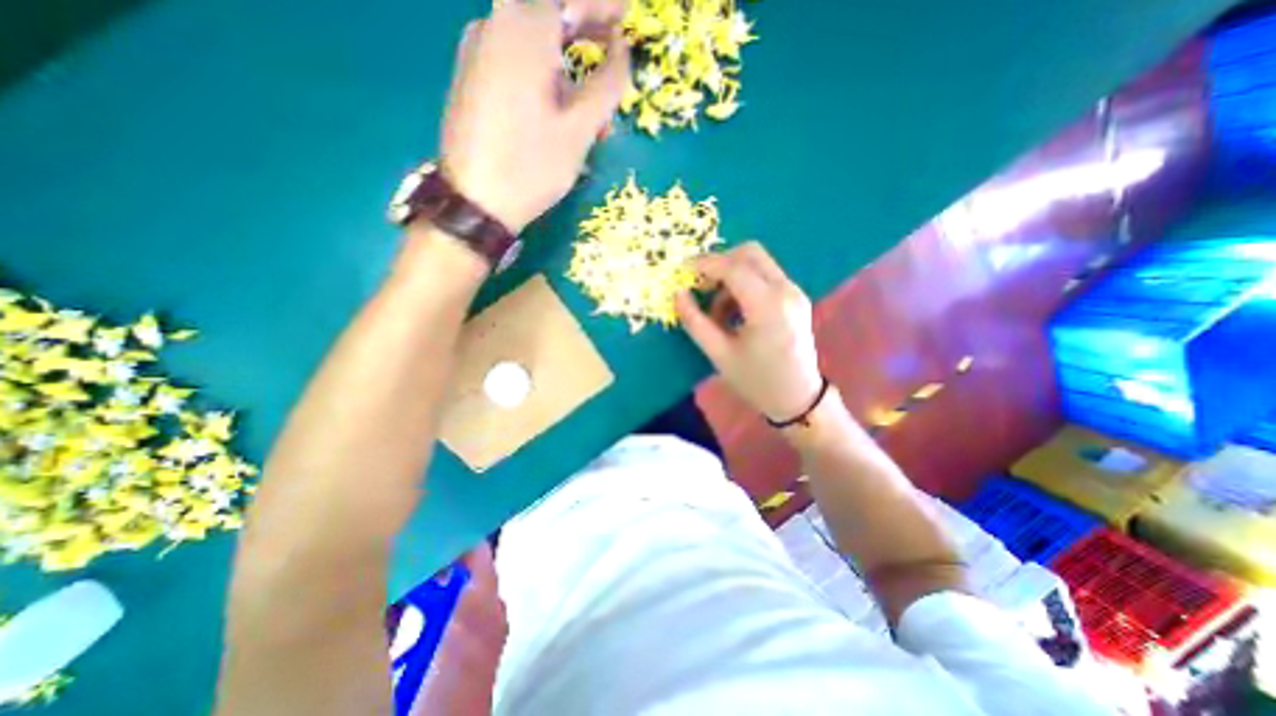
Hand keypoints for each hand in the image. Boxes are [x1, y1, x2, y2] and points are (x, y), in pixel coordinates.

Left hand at [446, 0, 630, 231]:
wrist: (475, 201)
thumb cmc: (532, 165)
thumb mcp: (580, 128)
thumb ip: (607, 83)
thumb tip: (621, 50)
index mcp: (524, 27)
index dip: (603, 6)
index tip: (627, 15)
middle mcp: (494, 25)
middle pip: (550, 15)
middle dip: (586, 32)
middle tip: (615, 51)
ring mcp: (478, 51)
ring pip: (534, 44)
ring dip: (569, 66)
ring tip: (594, 111)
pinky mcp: (473, 78)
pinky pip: (517, 63)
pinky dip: (546, 78)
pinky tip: (561, 112)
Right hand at [671, 245, 823, 425]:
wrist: (798, 399)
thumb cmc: (757, 381)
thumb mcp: (719, 354)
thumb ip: (695, 322)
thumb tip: (678, 294)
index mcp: (768, 306)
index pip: (733, 268)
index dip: (704, 265)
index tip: (682, 272)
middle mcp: (786, 291)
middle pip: (750, 253)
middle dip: (720, 263)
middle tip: (701, 286)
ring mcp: (794, 292)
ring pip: (758, 263)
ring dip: (731, 276)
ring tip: (717, 311)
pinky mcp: (795, 298)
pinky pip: (765, 277)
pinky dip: (744, 284)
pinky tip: (735, 312)